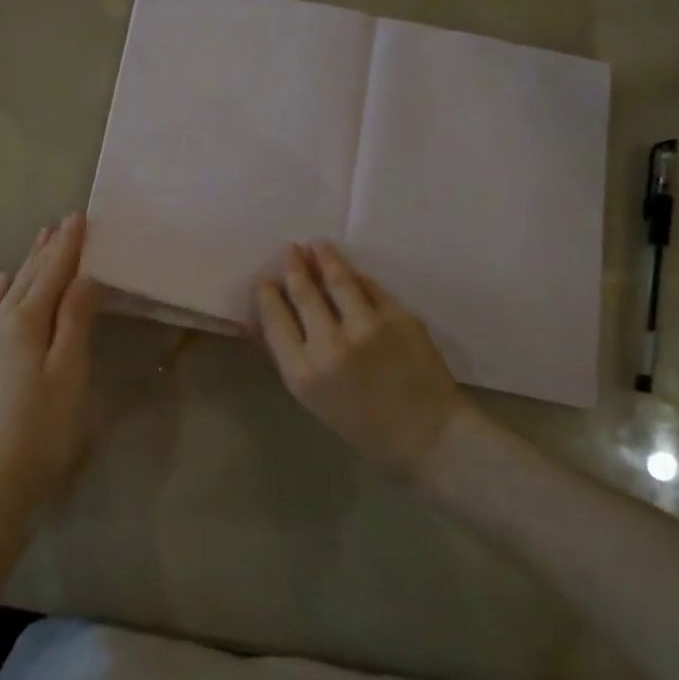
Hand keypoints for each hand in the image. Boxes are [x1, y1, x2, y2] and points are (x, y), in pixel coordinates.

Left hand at [0, 213, 105, 524]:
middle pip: (30, 276)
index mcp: (26, 322)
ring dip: (28, 263)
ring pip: (11, 289)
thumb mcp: (69, 371)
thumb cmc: (45, 426)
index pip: (52, 273)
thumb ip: (75, 319)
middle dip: (49, 248)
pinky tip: (3, 282)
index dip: (68, 246)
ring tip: (41, 238)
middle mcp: (0, 322)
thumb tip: (84, 274)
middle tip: (65, 221)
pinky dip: (1, 290)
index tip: (80, 216)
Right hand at [255, 242, 467, 476]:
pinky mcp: (399, 318)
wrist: (428, 434)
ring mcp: (367, 328)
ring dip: (323, 257)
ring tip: (316, 245)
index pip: (275, 318)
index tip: (266, 280)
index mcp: (303, 372)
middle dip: (293, 267)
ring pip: (337, 279)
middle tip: (289, 249)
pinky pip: (371, 288)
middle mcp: (331, 346)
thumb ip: (280, 357)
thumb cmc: (362, 424)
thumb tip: (250, 323)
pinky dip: (357, 276)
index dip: (267, 294)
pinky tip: (350, 270)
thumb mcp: (312, 399)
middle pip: (303, 293)